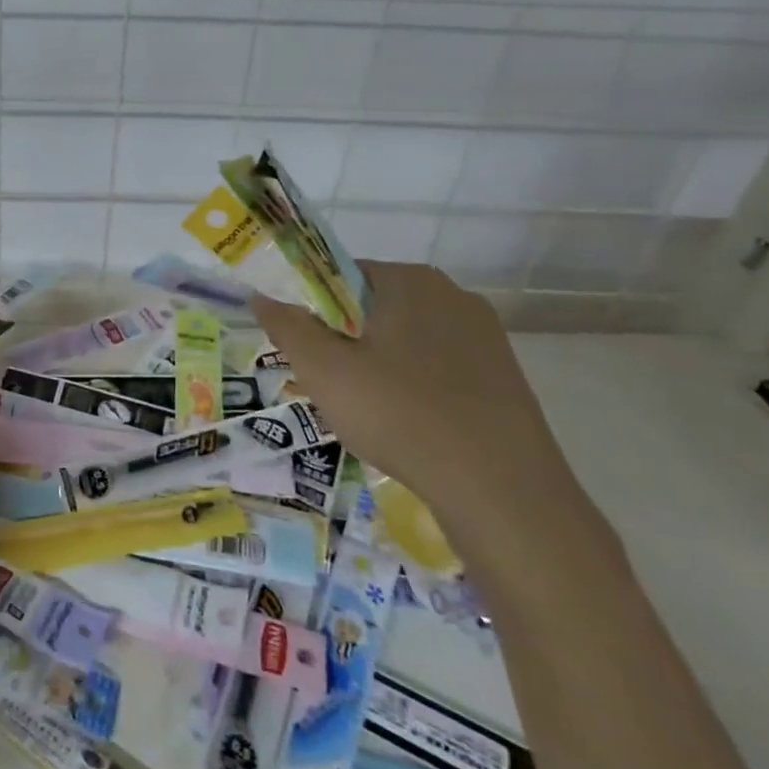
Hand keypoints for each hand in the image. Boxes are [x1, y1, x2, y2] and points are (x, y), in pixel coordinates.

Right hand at [253, 260, 586, 562]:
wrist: (502, 492)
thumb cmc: (400, 415)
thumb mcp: (324, 371)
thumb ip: (287, 327)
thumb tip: (262, 296)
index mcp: (411, 280)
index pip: (343, 276)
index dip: (316, 311)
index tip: (309, 351)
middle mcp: (453, 294)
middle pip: (377, 307)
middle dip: (348, 340)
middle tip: (334, 385)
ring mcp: (487, 336)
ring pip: (409, 340)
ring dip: (382, 365)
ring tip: (371, 413)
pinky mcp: (506, 376)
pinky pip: (442, 368)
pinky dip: (417, 387)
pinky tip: (412, 426)